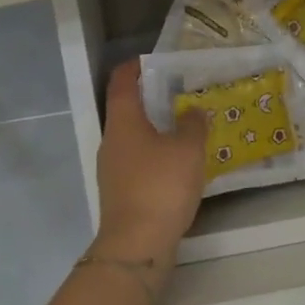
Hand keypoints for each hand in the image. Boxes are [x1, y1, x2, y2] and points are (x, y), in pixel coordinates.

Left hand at [93, 60, 206, 270]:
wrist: (137, 245)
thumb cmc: (160, 186)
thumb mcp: (187, 150)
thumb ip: (192, 125)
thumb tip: (192, 111)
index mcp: (123, 122)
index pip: (121, 82)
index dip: (134, 67)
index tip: (153, 60)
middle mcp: (112, 141)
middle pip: (127, 110)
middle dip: (151, 99)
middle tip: (181, 93)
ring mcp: (113, 169)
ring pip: (134, 138)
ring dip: (156, 129)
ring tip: (186, 128)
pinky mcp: (121, 193)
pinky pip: (139, 162)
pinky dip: (156, 155)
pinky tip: (179, 164)